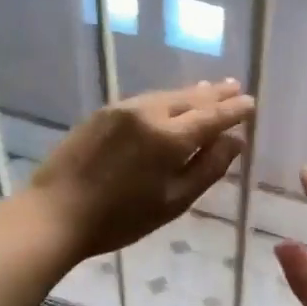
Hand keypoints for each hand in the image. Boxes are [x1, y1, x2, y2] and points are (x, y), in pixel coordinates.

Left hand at [27, 79, 253, 260]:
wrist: (55, 213)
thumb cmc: (120, 218)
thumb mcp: (174, 202)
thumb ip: (208, 169)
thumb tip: (235, 142)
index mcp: (170, 137)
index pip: (213, 116)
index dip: (234, 110)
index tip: (251, 104)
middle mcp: (149, 113)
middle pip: (191, 99)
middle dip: (216, 94)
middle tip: (236, 87)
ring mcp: (123, 109)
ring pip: (167, 96)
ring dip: (192, 93)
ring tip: (210, 89)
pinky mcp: (103, 114)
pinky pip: (146, 100)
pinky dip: (167, 99)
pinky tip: (171, 102)